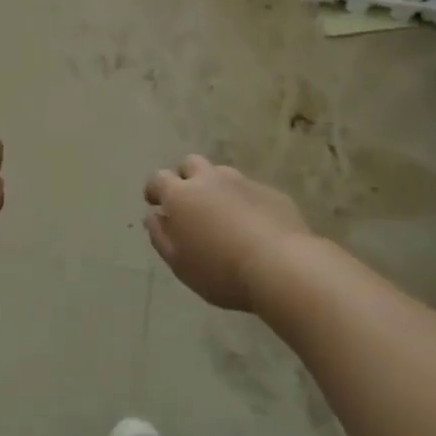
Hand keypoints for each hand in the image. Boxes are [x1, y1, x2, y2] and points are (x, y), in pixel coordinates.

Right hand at [143, 156, 312, 311]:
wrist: (282, 266)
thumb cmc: (220, 271)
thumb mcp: (179, 263)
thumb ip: (160, 236)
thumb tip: (153, 216)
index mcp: (181, 195)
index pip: (158, 178)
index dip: (154, 189)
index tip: (154, 203)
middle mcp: (209, 179)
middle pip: (190, 164)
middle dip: (185, 178)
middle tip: (189, 204)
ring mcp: (242, 182)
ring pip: (221, 175)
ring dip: (216, 188)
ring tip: (222, 215)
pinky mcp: (270, 192)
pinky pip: (249, 191)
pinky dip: (244, 202)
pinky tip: (252, 226)